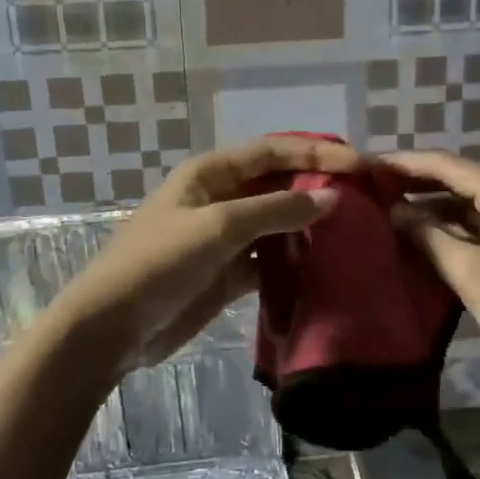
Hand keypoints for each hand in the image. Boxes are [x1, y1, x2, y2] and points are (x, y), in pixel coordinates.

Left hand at [51, 136, 358, 373]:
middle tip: (367, 199)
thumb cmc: (159, 263)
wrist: (111, 327)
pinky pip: (269, 259)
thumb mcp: (217, 228)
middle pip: (278, 184)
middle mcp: (220, 198)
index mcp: (211, 173)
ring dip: (310, 226)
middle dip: (318, 187)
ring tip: (357, 232)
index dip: (317, 151)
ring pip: (277, 223)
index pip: (273, 151)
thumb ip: (276, 211)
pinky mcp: (227, 273)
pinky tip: (325, 267)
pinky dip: (294, 261)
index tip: (360, 164)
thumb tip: (332, 196)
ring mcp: (224, 238)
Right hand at [379, 150, 479, 385]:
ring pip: (461, 206)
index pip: (448, 166)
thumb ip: (428, 236)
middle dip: (413, 183)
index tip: (368, 165)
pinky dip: (442, 230)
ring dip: (426, 208)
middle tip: (369, 187)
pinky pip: (470, 229)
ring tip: (383, 211)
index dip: (406, 163)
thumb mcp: (469, 272)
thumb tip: (394, 211)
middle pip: (455, 181)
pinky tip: (414, 238)